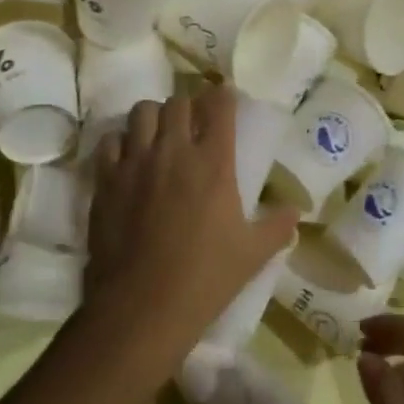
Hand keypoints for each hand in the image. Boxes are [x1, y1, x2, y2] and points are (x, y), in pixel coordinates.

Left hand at [86, 85, 298, 365]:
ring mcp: (135, 162)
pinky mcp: (106, 180)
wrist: (143, 307)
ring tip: (159, 135)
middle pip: (178, 102)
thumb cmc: (205, 279)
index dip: (222, 96)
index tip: (224, 100)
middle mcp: (173, 151)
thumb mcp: (253, 254)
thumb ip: (278, 226)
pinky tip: (128, 158)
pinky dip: (121, 142)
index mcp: (213, 162)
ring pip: (142, 113)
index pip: (218, 105)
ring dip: (154, 118)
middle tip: (192, 123)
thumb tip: (297, 211)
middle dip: (188, 106)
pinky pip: (110, 141)